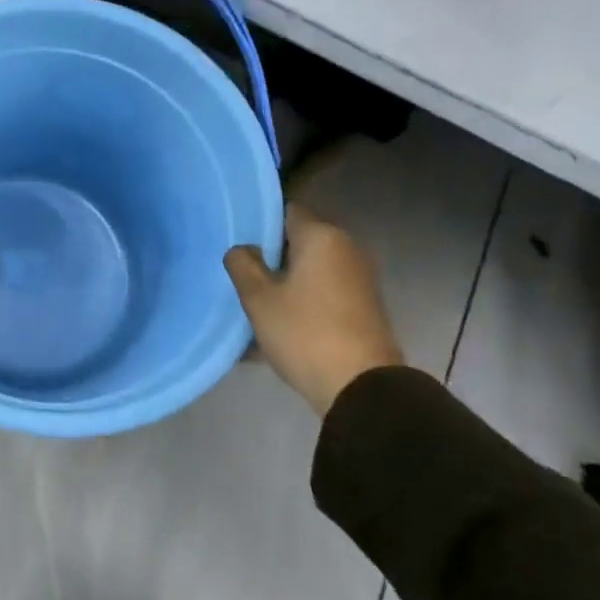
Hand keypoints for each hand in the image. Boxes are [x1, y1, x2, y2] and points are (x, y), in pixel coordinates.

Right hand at [224, 204, 404, 416]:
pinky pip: (322, 294)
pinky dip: (301, 301)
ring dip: (284, 282)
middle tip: (239, 273)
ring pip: (310, 271)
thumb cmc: (305, 333)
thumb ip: (242, 264)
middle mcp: (347, 250)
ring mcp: (359, 280)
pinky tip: (276, 324)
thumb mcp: (258, 298)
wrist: (362, 389)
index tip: (236, 241)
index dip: (259, 222)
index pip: (286, 211)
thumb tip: (242, 249)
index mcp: (322, 237)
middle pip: (299, 242)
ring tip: (254, 302)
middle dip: (270, 256)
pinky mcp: (363, 308)